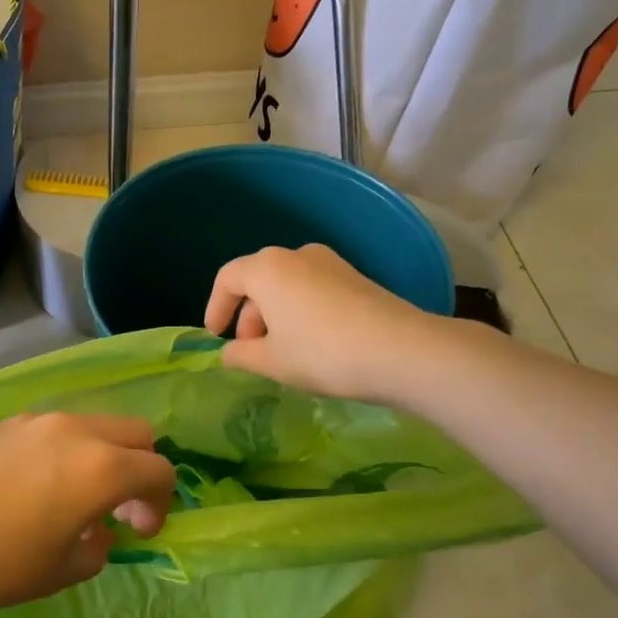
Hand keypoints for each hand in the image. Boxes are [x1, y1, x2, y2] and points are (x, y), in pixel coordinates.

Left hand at [0, 414, 175, 616]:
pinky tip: (29, 489)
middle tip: (118, 508)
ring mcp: (33, 421)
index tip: (140, 532)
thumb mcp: (55, 573)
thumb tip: (96, 535)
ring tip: (71, 500)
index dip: (161, 503)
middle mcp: (73, 431)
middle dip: (140, 467)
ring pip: (90, 426)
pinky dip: (62, 452)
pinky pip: (51, 430)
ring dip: (99, 457)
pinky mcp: (0, 423)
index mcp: (99, 467)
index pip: (158, 470)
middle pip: (134, 432)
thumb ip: (92, 551)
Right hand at [204, 244, 442, 402]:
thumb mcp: (271, 362)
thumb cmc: (322, 353)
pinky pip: (312, 289)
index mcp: (267, 268)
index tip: (215, 337)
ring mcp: (330, 263)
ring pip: (286, 285)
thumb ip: (240, 355)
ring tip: (280, 351)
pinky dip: (300, 311)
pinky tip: (311, 343)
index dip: (215, 308)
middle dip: (247, 315)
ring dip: (274, 315)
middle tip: (249, 351)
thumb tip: (229, 352)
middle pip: (258, 280)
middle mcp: (296, 255)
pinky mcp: (355, 277)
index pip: (227, 279)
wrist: (401, 351)